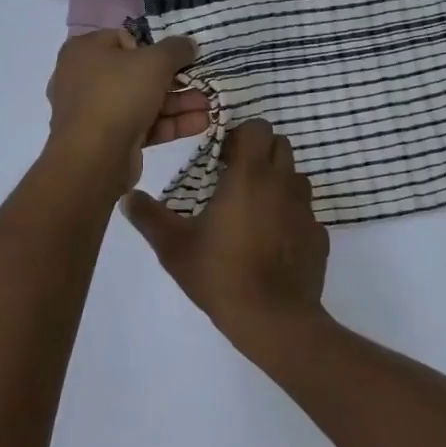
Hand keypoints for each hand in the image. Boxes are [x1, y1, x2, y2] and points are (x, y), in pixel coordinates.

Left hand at [44, 29, 207, 192]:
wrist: (93, 159)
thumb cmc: (119, 95)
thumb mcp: (155, 62)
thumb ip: (176, 49)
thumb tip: (189, 44)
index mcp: (86, 51)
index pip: (126, 39)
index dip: (155, 46)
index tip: (179, 56)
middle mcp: (87, 78)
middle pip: (139, 72)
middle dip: (177, 79)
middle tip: (205, 81)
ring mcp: (97, 111)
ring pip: (145, 101)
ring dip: (180, 102)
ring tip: (212, 104)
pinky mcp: (111, 139)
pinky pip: (144, 124)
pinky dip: (171, 123)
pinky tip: (202, 123)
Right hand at [121, 120, 328, 351]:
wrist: (273, 319)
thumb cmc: (221, 274)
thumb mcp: (174, 247)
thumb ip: (149, 217)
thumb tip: (127, 198)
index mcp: (250, 175)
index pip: (257, 128)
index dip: (242, 135)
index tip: (223, 157)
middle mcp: (283, 183)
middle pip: (281, 145)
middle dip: (260, 153)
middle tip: (236, 178)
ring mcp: (305, 209)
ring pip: (296, 177)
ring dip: (278, 182)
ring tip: (255, 209)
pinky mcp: (318, 235)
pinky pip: (305, 213)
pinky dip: (291, 217)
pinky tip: (273, 242)